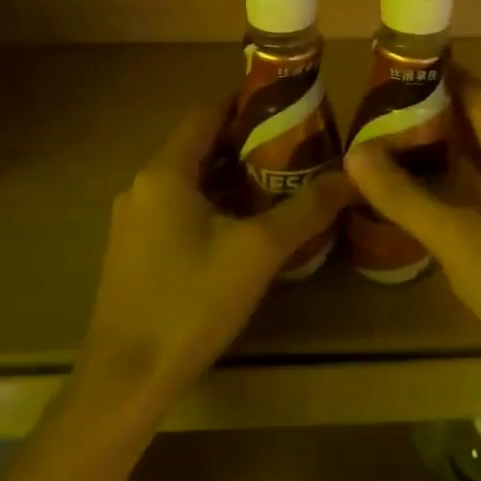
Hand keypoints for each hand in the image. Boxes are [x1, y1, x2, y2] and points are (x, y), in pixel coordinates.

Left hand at [78, 106, 354, 426]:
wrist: (127, 376)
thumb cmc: (191, 301)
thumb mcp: (258, 251)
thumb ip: (307, 209)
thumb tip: (352, 177)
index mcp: (165, 172)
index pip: (206, 114)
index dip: (244, 103)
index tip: (287, 103)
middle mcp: (143, 186)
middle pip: (199, 147)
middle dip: (246, 143)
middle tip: (297, 146)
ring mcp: (134, 221)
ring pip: (190, 182)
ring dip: (231, 177)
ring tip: (280, 182)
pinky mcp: (135, 251)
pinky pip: (179, 210)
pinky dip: (213, 206)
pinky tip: (245, 228)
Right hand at [344, 72, 480, 384]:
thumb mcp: (456, 238)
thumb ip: (405, 196)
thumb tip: (355, 152)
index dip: (453, 77)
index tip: (413, 66)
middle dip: (443, 112)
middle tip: (392, 109)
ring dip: (451, 149)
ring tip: (403, 146)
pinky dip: (460, 184)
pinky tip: (435, 203)